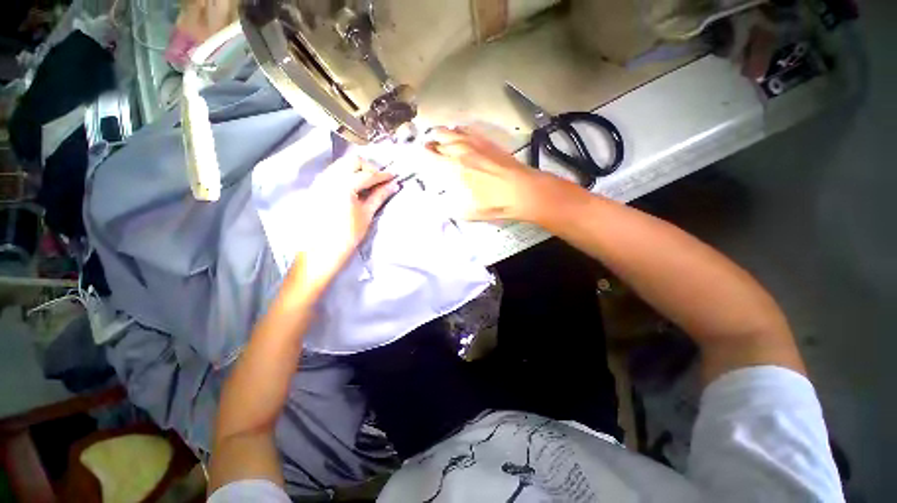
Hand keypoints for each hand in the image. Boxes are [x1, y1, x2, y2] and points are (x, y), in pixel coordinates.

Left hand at [290, 156, 397, 290]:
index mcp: (343, 185)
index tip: (393, 177)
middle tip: (379, 180)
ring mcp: (319, 182)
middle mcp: (328, 178)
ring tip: (368, 184)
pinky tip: (353, 188)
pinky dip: (346, 175)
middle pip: (352, 161)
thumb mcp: (366, 215)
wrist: (320, 252)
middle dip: (368, 168)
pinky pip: (332, 173)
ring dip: (356, 170)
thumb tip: (393, 185)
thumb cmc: (347, 236)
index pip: (367, 174)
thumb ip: (379, 196)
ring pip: (341, 165)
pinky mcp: (315, 188)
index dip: (382, 175)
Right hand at [424, 127, 556, 221]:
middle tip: (428, 145)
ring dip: (443, 133)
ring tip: (438, 135)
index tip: (419, 153)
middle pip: (440, 139)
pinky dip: (460, 130)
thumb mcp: (468, 213)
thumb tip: (441, 205)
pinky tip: (459, 132)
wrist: (522, 190)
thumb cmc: (495, 203)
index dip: (423, 154)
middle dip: (431, 141)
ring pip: (453, 131)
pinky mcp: (488, 142)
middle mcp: (462, 152)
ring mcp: (476, 144)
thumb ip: (451, 207)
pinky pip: (469, 130)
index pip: (432, 156)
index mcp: (455, 169)